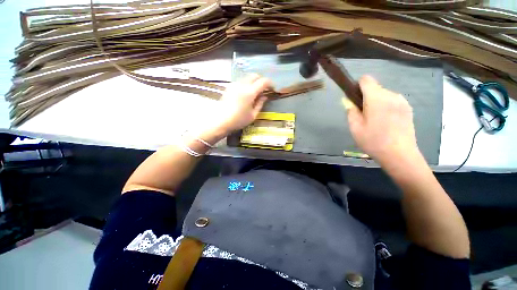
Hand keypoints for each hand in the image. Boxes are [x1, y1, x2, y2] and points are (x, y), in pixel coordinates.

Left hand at [211, 74, 271, 134]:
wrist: (220, 121)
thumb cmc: (238, 120)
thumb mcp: (253, 115)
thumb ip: (260, 104)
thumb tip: (265, 96)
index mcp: (249, 92)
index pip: (263, 81)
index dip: (270, 84)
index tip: (272, 89)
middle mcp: (242, 85)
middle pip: (255, 75)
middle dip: (262, 80)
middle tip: (264, 89)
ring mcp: (234, 84)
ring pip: (247, 77)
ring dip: (254, 81)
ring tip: (255, 92)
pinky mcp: (229, 87)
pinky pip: (241, 81)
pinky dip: (246, 83)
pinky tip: (246, 93)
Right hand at [345, 75, 420, 166]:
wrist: (400, 155)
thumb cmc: (373, 141)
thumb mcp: (355, 128)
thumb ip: (351, 111)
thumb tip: (348, 101)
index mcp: (376, 98)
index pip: (366, 80)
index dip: (357, 85)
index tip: (354, 98)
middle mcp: (391, 95)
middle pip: (375, 88)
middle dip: (366, 97)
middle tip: (363, 115)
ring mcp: (402, 101)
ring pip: (384, 95)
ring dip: (376, 102)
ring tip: (374, 120)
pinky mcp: (408, 108)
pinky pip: (392, 101)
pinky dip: (385, 106)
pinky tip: (385, 122)